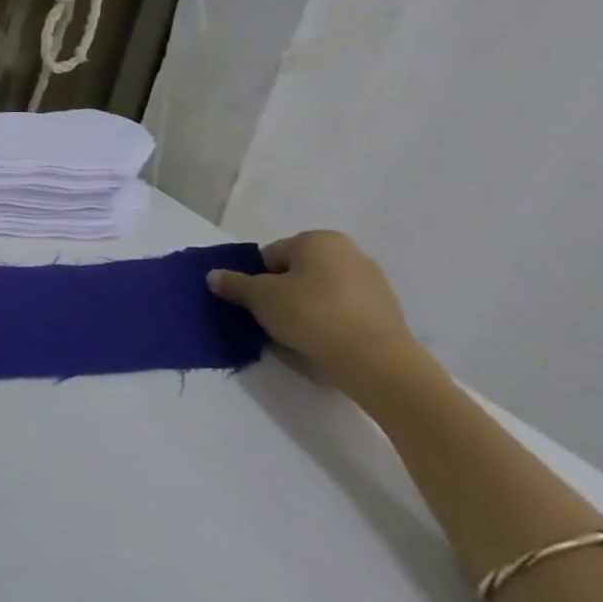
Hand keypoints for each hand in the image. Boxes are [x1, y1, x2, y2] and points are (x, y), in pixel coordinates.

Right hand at [207, 230, 439, 403]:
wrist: (376, 362)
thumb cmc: (310, 314)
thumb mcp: (258, 297)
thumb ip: (233, 283)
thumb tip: (215, 276)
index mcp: (319, 240)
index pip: (271, 256)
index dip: (256, 280)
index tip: (254, 304)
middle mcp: (350, 253)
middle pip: (297, 274)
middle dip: (281, 294)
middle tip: (270, 319)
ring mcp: (374, 284)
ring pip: (320, 295)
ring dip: (304, 311)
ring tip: (294, 337)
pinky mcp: (387, 314)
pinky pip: (342, 314)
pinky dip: (328, 325)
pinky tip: (319, 345)